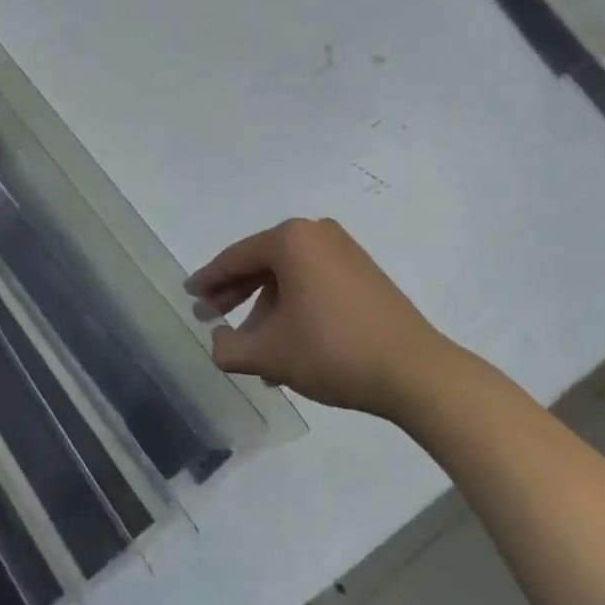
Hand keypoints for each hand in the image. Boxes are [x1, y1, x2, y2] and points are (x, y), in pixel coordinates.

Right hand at [188, 217, 451, 422]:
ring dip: (265, 308)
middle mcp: (316, 233)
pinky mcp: (363, 272)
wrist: (414, 371)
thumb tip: (217, 342)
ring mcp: (344, 250)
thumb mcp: (271, 354)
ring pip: (288, 276)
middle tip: (211, 318)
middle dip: (235, 294)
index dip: (208, 280)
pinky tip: (286, 342)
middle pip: (262, 263)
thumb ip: (230, 348)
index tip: (189, 295)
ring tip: (252, 347)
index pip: (236, 258)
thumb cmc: (333, 351)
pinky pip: (313, 282)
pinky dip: (293, 306)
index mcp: (291, 239)